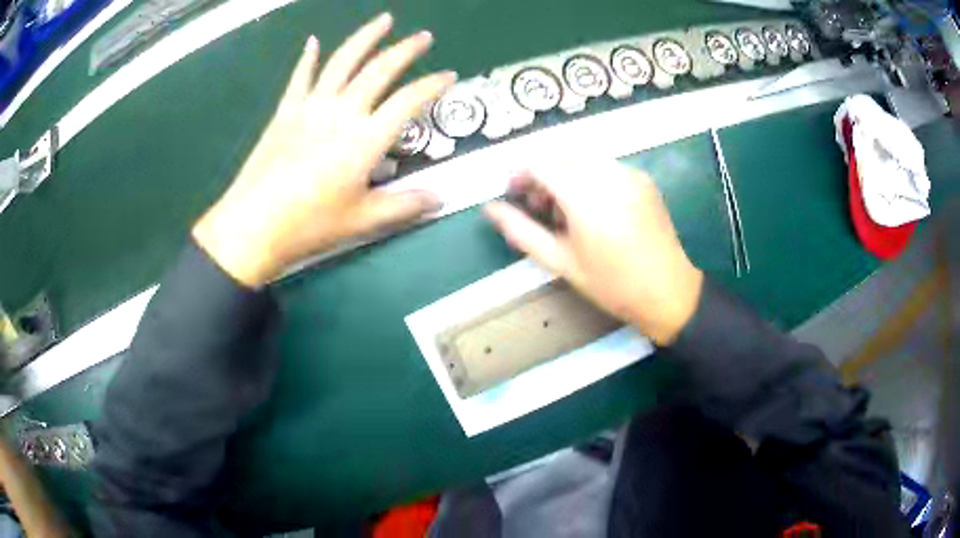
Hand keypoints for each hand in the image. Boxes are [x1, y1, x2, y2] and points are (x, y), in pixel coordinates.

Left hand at [193, 13, 455, 286]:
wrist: (253, 226)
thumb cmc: (309, 225)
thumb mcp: (363, 221)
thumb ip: (405, 205)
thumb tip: (441, 198)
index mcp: (365, 138)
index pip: (408, 101)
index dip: (433, 86)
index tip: (449, 76)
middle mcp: (341, 112)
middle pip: (379, 70)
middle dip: (405, 50)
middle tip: (424, 36)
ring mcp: (310, 107)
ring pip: (342, 62)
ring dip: (366, 37)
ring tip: (383, 20)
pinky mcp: (285, 112)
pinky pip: (300, 77)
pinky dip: (309, 58)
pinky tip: (313, 42)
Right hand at [484, 160, 703, 344]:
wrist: (668, 292)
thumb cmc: (612, 284)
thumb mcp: (561, 263)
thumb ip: (521, 231)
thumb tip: (490, 209)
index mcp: (586, 198)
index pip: (541, 163)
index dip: (519, 172)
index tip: (512, 192)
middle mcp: (609, 175)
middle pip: (560, 154)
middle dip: (541, 173)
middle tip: (536, 206)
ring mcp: (630, 173)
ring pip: (582, 158)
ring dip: (563, 173)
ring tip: (564, 211)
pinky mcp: (642, 178)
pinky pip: (604, 165)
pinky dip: (587, 176)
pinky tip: (591, 207)